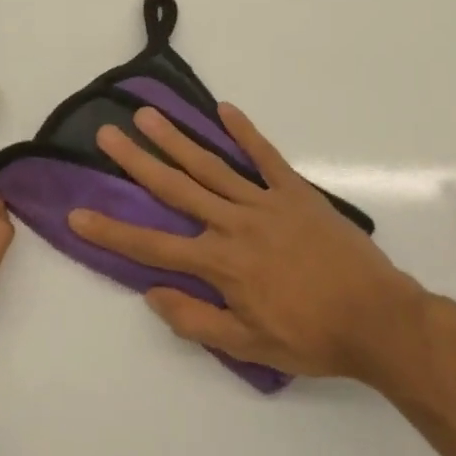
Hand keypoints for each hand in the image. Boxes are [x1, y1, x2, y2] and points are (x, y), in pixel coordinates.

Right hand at [67, 103, 442, 387]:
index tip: (78, 213)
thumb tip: (152, 293)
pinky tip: (224, 110)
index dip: (112, 230)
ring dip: (177, 139)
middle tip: (108, 134)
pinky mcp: (296, 193)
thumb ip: (196, 319)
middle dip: (138, 161)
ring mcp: (266, 203)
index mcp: (220, 263)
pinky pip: (266, 157)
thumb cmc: (311, 337)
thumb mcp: (248, 345)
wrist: (378, 319)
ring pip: (212, 166)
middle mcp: (235, 223)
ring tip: (149, 115)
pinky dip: (245, 132)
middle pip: (176, 188)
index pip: (153, 245)